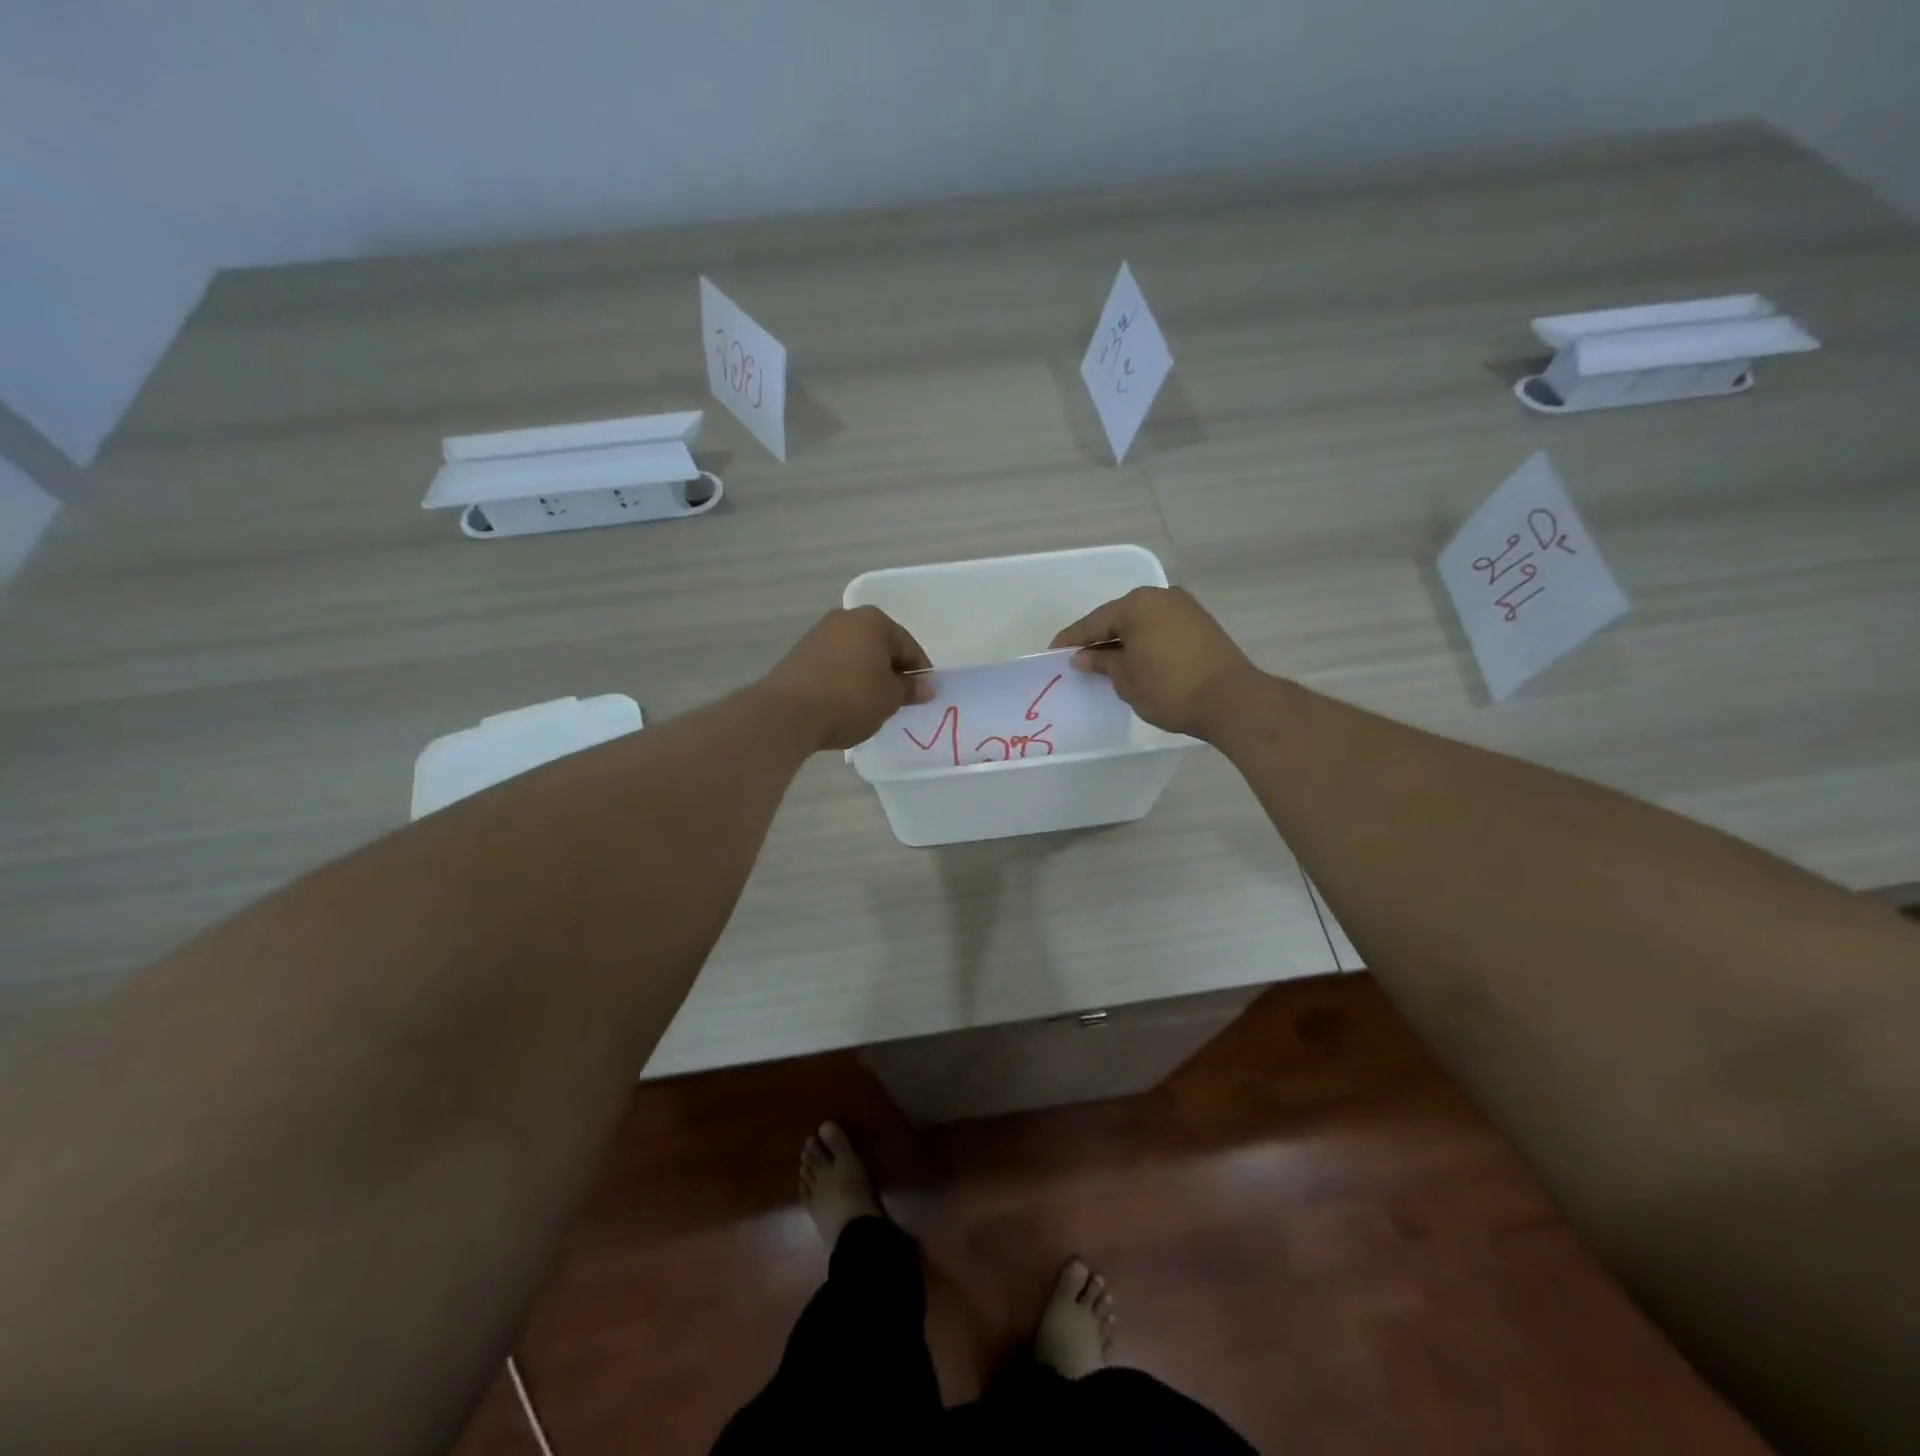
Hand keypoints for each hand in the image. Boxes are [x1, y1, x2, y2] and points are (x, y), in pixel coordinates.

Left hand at [761, 607, 933, 751]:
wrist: (788, 712)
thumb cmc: (851, 698)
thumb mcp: (890, 698)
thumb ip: (909, 689)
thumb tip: (925, 686)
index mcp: (874, 621)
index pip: (908, 646)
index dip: (919, 673)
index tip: (923, 696)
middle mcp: (845, 619)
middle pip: (880, 647)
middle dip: (891, 672)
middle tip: (899, 701)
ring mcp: (819, 635)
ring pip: (856, 656)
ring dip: (867, 676)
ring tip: (872, 706)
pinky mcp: (800, 656)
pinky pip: (834, 666)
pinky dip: (845, 681)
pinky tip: (846, 704)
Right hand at [1050, 586, 1259, 740]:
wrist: (1231, 700)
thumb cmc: (1169, 688)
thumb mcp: (1126, 679)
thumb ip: (1102, 663)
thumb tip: (1084, 656)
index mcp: (1137, 605)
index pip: (1094, 622)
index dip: (1072, 639)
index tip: (1053, 651)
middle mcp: (1161, 597)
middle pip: (1119, 618)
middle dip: (1099, 638)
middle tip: (1079, 657)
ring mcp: (1184, 608)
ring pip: (1142, 623)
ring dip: (1123, 640)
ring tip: (1105, 662)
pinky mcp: (1201, 624)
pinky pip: (1160, 629)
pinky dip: (1144, 642)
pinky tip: (1135, 659)